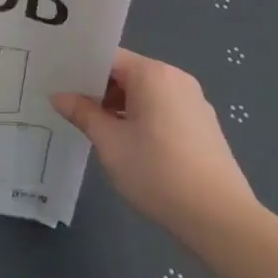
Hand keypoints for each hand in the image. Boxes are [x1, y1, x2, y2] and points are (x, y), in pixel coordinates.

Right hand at [52, 49, 261, 246]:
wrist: (220, 219)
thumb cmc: (158, 172)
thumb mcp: (110, 143)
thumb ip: (83, 113)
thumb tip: (59, 95)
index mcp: (153, 74)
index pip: (109, 58)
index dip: (81, 70)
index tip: (58, 84)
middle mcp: (176, 79)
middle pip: (128, 73)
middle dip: (99, 90)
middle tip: (69, 108)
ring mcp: (194, 102)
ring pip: (146, 93)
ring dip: (120, 107)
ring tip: (96, 129)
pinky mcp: (203, 126)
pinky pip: (163, 109)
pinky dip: (142, 118)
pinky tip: (129, 145)